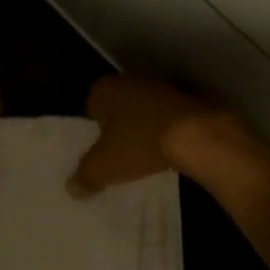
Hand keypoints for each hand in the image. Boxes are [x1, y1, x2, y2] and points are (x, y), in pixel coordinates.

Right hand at [68, 76, 237, 196]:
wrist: (197, 135)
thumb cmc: (139, 143)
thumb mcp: (104, 167)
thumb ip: (85, 177)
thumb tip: (72, 189)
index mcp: (104, 89)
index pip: (90, 107)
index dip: (94, 130)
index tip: (100, 150)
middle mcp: (130, 79)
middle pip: (119, 107)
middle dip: (119, 126)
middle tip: (120, 154)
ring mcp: (162, 86)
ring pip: (145, 110)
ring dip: (145, 127)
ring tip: (145, 154)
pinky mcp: (188, 97)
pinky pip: (168, 115)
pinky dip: (167, 128)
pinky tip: (170, 149)